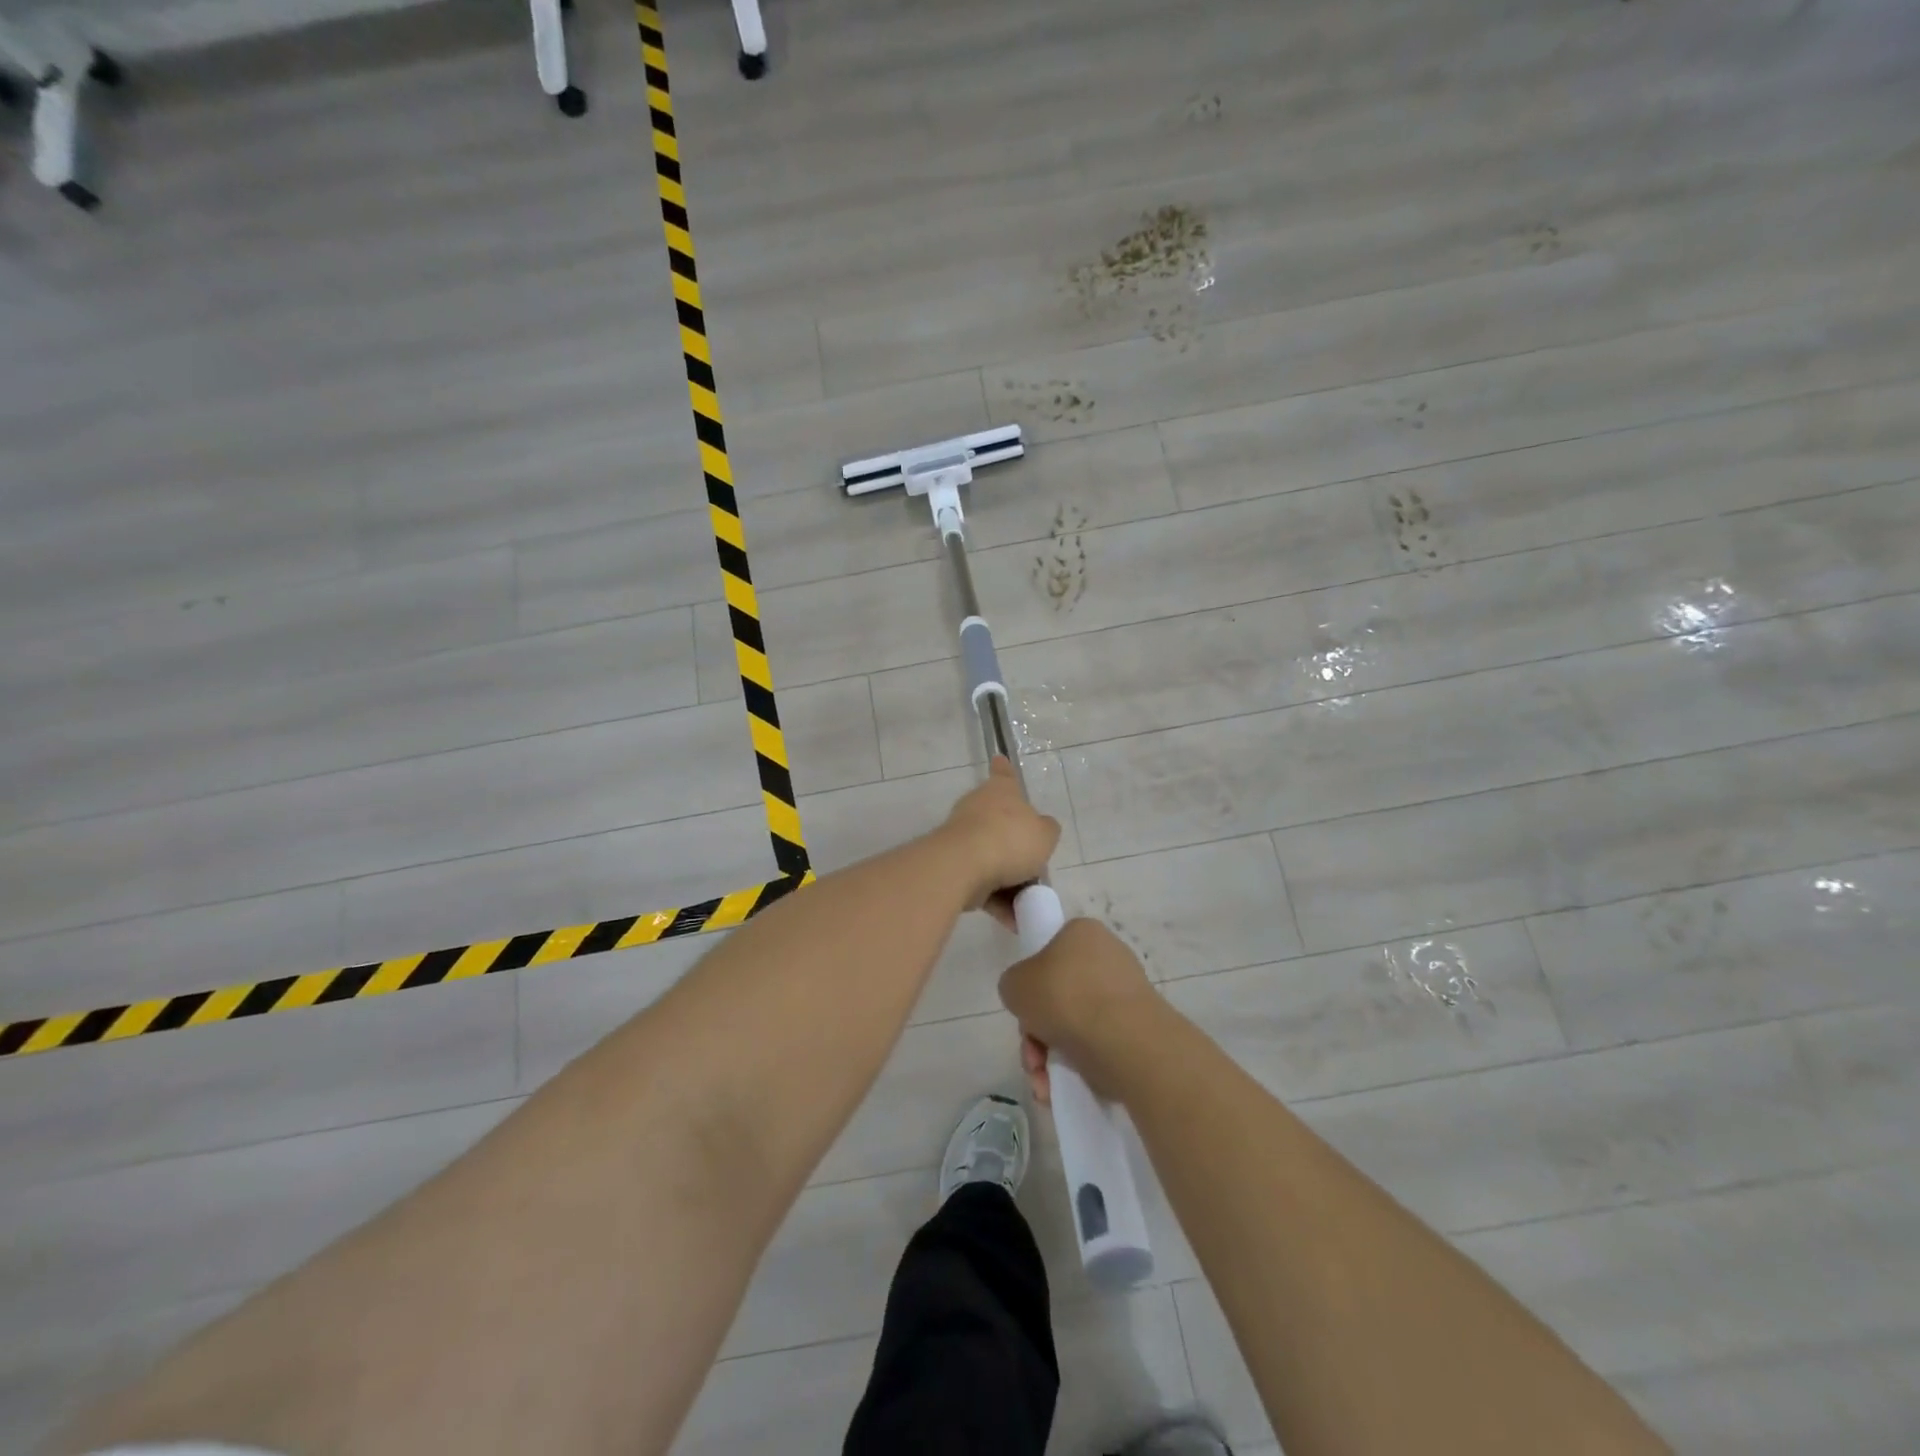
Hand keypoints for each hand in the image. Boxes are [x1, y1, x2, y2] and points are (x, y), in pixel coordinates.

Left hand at [940, 759, 1060, 923]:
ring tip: (1029, 904)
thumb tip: (1041, 830)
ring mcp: (963, 837)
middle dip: (1018, 848)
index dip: (1005, 770)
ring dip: (1010, 882)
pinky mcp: (953, 866)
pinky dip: (997, 900)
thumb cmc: (1010, 840)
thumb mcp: (1045, 835)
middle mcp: (979, 809)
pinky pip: (982, 883)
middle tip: (1037, 870)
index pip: (1004, 774)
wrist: (964, 866)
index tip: (999, 759)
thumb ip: (1046, 831)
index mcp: (1001, 791)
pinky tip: (1014, 921)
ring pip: (993, 858)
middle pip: (1002, 825)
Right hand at [999, 917, 1159, 1103]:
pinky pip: (1098, 1045)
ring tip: (1042, 1081)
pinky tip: (1059, 1089)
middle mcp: (1109, 957)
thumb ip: (1014, 985)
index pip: (1050, 952)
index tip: (1025, 1008)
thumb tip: (1029, 999)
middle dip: (1037, 1031)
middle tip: (1031, 1053)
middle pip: (1059, 996)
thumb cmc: (1064, 997)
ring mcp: (1127, 995)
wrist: (1124, 1041)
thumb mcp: (1015, 983)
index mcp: (1082, 933)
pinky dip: (1076, 1067)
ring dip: (1050, 1056)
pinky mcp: (1139, 1030)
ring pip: (1075, 1026)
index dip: (1032, 983)